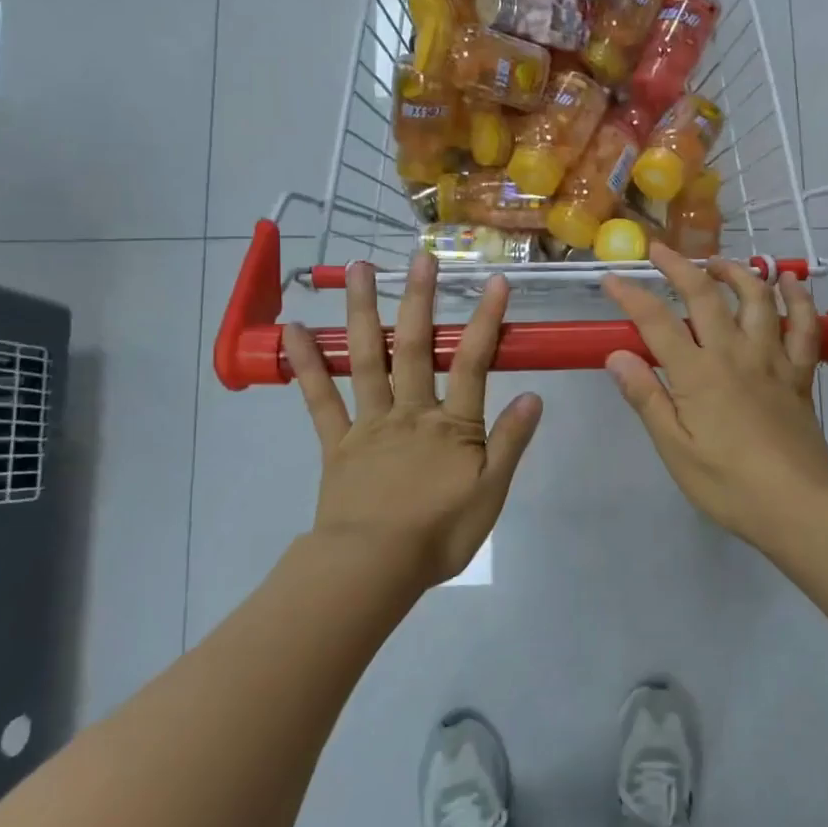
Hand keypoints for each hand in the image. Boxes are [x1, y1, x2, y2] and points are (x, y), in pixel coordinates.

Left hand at [282, 253, 542, 588]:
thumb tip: (533, 395)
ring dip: (362, 312)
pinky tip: (294, 331)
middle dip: (418, 300)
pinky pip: (319, 400)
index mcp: (451, 425)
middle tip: (418, 258)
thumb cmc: (440, 534)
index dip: (484, 320)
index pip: (473, 362)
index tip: (494, 281)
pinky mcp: (337, 444)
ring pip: (366, 360)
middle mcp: (410, 412)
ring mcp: (369, 424)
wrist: (373, 568)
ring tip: (356, 269)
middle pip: (414, 348)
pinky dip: (306, 365)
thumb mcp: (491, 493)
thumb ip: (511, 442)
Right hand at [601, 244, 827, 550]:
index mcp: (698, 374)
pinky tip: (790, 282)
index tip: (611, 279)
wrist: (796, 506)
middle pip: (705, 296)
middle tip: (660, 250)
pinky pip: (804, 326)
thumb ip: (647, 398)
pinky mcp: (799, 373)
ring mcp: (772, 360)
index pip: (657, 322)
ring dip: (736, 271)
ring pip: (757, 299)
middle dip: (679, 266)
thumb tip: (617, 355)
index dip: (631, 296)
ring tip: (717, 262)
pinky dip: (799, 299)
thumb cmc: (727, 484)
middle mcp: (734, 354)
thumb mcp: (675, 449)